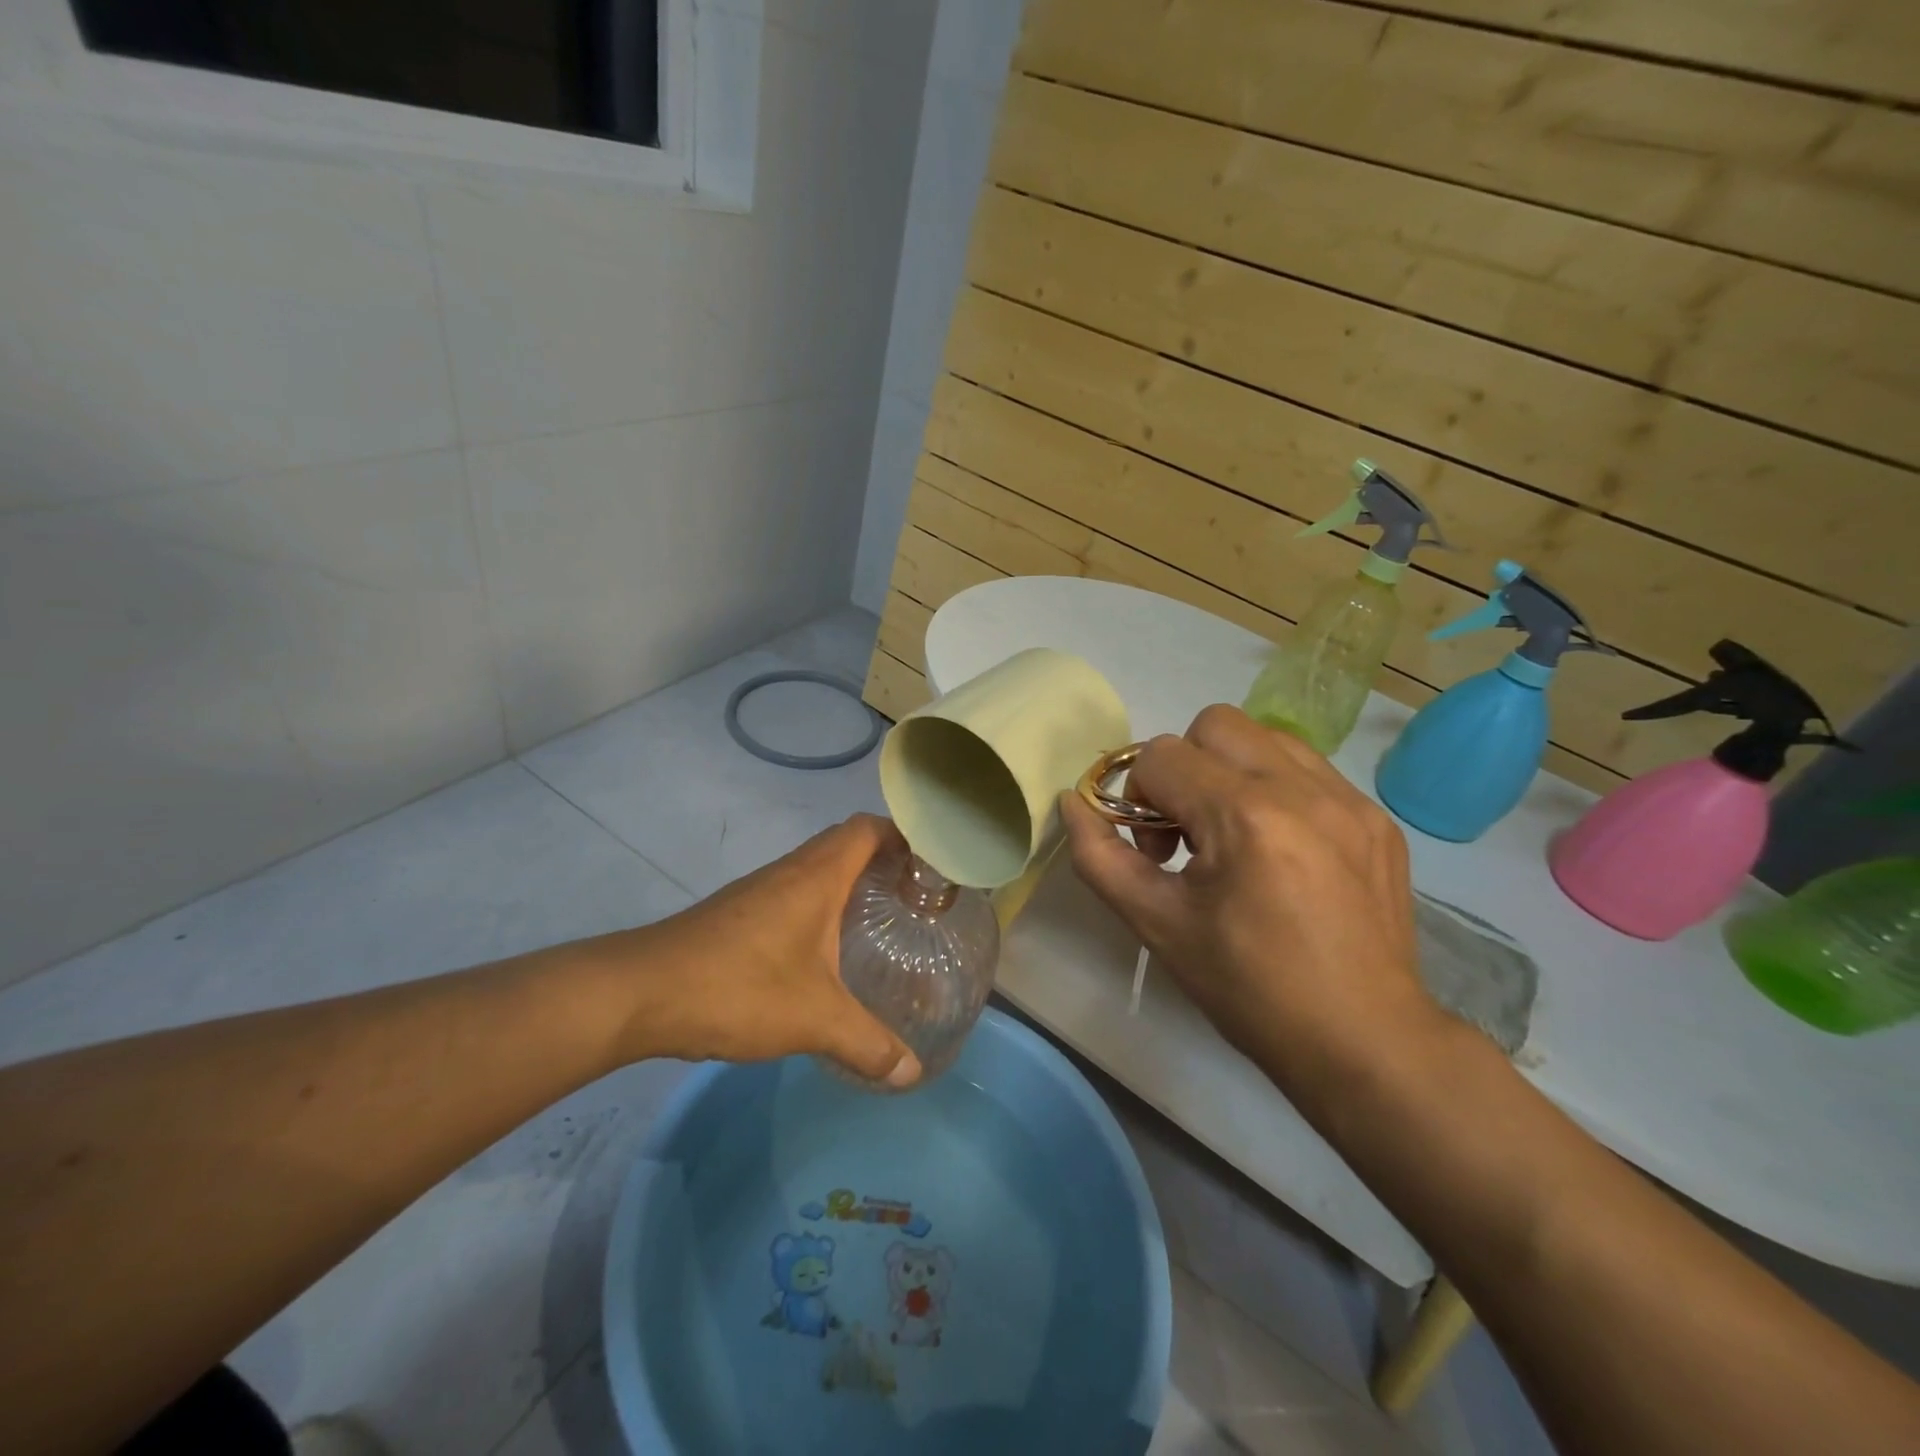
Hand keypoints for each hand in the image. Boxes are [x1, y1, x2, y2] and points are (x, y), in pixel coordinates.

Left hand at [585, 815, 921, 1086]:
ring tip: (880, 921)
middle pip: (846, 843)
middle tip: (915, 898)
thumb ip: (867, 1044)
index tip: (931, 865)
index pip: (867, 829)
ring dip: (850, 883)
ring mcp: (761, 890)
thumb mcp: (814, 1020)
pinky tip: (826, 950)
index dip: (903, 836)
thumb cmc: (738, 987)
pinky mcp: (739, 913)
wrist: (641, 993)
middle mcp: (791, 871)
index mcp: (816, 876)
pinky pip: (794, 892)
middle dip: (884, 861)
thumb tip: (911, 1073)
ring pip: (817, 868)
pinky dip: (821, 905)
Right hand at [1061, 705, 1434, 1101]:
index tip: (1154, 853)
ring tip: (1233, 835)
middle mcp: (1302, 789)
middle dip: (1183, 768)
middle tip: (1187, 831)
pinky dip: (1275, 790)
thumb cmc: (1248, 988)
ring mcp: (1349, 799)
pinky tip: (1279, 850)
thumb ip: (1100, 857)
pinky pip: (1308, 770)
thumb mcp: (1156, 925)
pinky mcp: (1376, 818)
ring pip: (1265, 736)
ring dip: (1230, 771)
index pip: (1160, 756)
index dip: (1137, 797)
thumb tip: (1073, 803)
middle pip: (1214, 723)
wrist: (1362, 1041)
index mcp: (1245, 816)